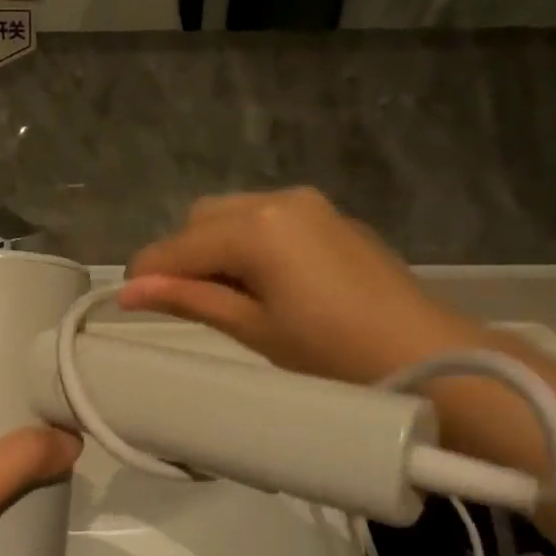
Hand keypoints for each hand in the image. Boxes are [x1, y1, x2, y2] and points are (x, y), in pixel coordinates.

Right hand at [119, 187, 477, 384]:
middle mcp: (277, 199)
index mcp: (255, 228)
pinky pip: (267, 218)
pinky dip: (247, 243)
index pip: (177, 245)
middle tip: (187, 304)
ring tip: (227, 296)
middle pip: (201, 219)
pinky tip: (262, 283)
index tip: (129, 303)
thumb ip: (189, 299)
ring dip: (214, 247)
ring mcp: (307, 204)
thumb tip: (130, 291)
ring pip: (233, 214)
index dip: (147, 274)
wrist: (426, 356)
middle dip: (183, 256)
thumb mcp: (253, 328)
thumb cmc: (332, 353)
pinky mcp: (329, 216)